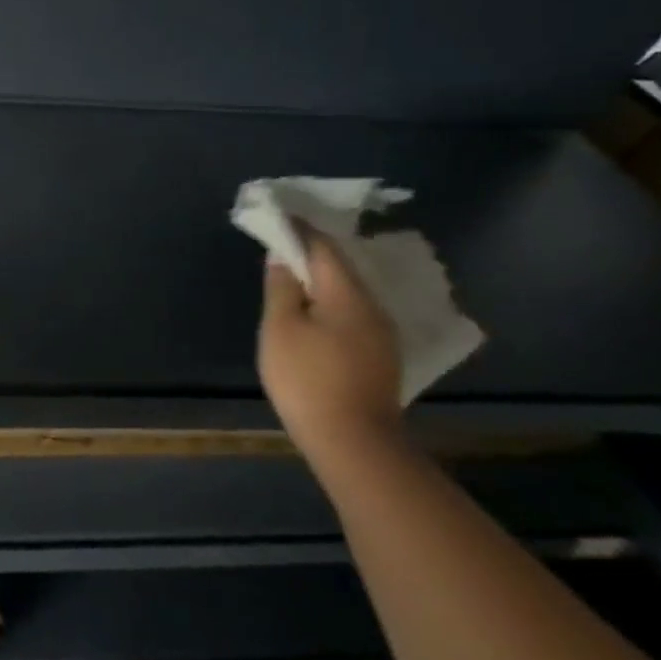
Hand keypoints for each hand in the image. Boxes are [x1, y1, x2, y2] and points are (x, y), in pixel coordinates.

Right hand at [257, 231, 404, 463]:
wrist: (353, 442)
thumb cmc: (308, 378)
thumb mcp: (281, 328)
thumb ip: (282, 287)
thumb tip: (283, 257)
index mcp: (349, 295)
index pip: (324, 247)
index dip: (299, 229)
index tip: (278, 216)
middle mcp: (374, 308)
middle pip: (341, 269)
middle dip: (311, 254)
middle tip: (281, 245)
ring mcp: (382, 335)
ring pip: (349, 293)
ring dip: (322, 281)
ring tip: (293, 278)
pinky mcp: (380, 357)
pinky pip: (353, 314)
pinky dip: (331, 303)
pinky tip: (315, 313)